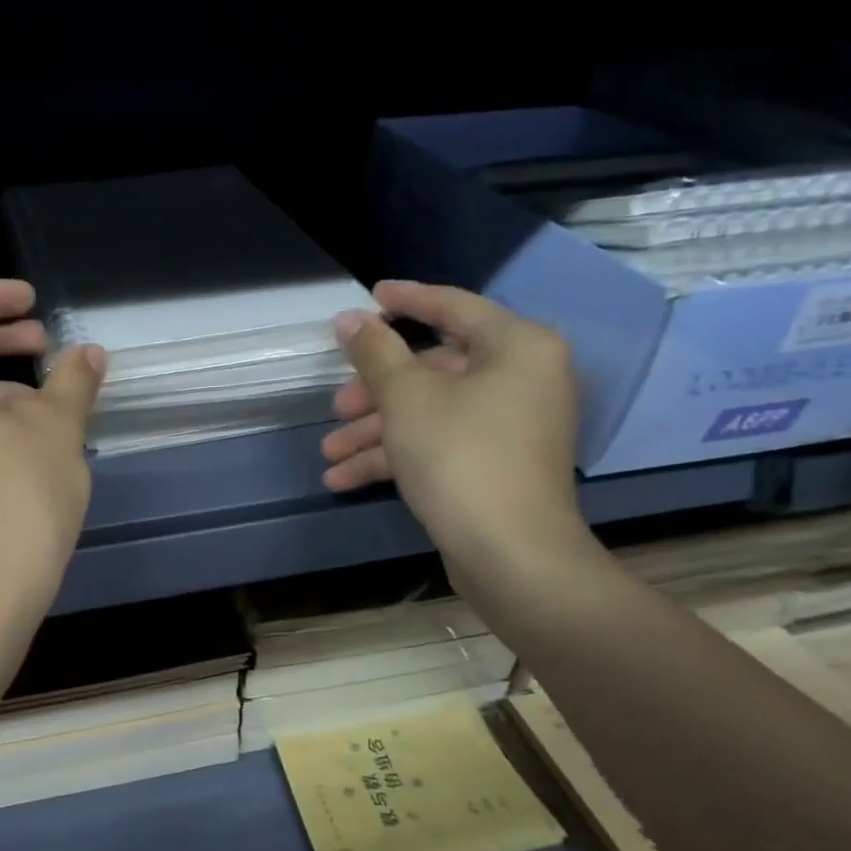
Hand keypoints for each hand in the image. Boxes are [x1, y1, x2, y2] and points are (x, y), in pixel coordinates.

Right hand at [320, 281, 586, 569]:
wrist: (511, 555)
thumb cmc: (461, 457)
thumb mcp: (407, 398)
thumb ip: (376, 352)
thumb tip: (350, 319)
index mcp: (516, 346)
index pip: (453, 307)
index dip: (406, 300)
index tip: (368, 295)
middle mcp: (522, 378)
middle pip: (434, 369)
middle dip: (376, 391)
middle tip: (336, 405)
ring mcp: (510, 425)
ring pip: (430, 412)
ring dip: (375, 432)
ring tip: (329, 454)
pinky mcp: (496, 465)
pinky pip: (440, 443)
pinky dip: (396, 457)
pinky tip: (344, 478)